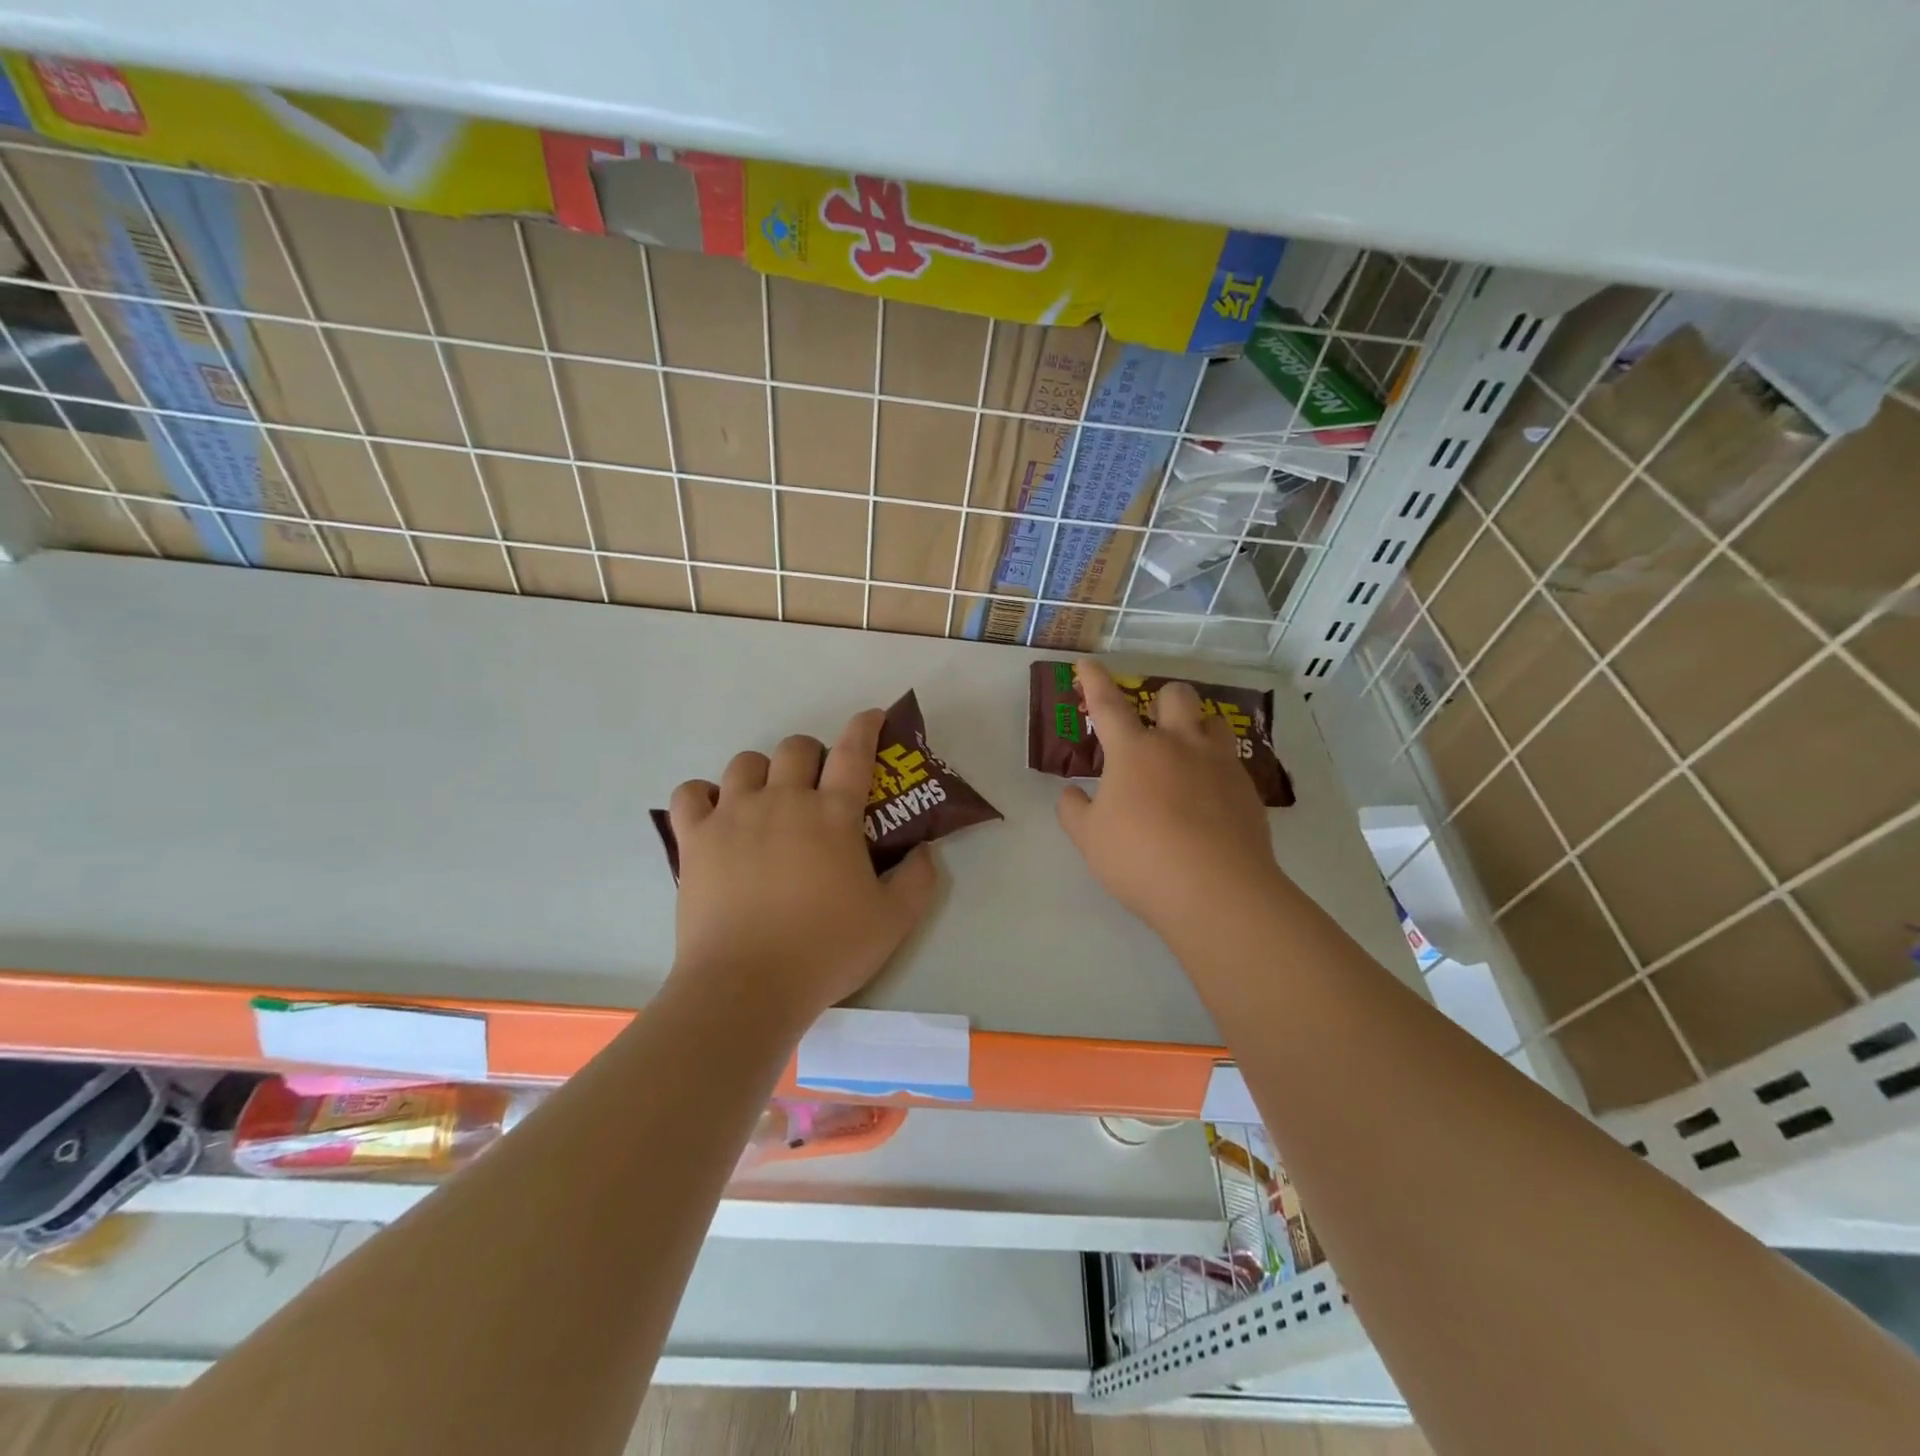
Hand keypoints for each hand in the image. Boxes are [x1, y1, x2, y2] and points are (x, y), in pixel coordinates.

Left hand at [667, 709, 937, 1026]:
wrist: (747, 986)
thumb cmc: (825, 951)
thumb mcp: (893, 922)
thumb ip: (919, 880)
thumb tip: (925, 850)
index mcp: (832, 815)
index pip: (853, 751)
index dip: (865, 727)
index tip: (871, 718)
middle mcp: (783, 801)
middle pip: (795, 747)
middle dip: (812, 754)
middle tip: (817, 786)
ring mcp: (734, 815)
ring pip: (745, 762)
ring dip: (762, 771)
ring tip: (767, 800)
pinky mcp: (696, 839)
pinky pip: (690, 793)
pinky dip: (704, 795)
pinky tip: (716, 814)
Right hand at [1056, 660, 1282, 947]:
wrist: (1216, 890)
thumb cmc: (1140, 859)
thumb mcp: (1090, 839)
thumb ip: (1074, 810)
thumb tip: (1072, 793)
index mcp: (1134, 752)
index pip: (1108, 705)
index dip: (1094, 681)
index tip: (1086, 663)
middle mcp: (1179, 745)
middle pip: (1176, 696)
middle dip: (1162, 699)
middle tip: (1152, 724)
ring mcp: (1219, 764)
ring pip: (1213, 721)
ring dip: (1197, 727)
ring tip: (1186, 754)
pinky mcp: (1247, 790)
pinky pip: (1232, 762)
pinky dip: (1216, 769)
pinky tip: (1209, 799)